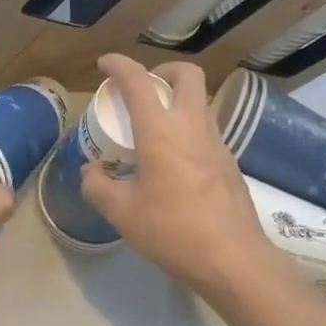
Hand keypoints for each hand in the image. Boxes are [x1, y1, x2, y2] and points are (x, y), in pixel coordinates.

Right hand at [80, 55, 277, 303]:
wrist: (235, 260)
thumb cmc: (174, 231)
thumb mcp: (123, 214)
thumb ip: (99, 187)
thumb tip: (90, 171)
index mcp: (161, 131)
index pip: (138, 82)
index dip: (119, 65)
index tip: (105, 64)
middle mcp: (192, 126)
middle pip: (186, 75)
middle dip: (162, 70)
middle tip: (143, 89)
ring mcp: (217, 142)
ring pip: (200, 100)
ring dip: (177, 100)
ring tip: (155, 126)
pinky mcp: (230, 162)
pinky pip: (207, 129)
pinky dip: (188, 128)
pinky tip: (175, 159)